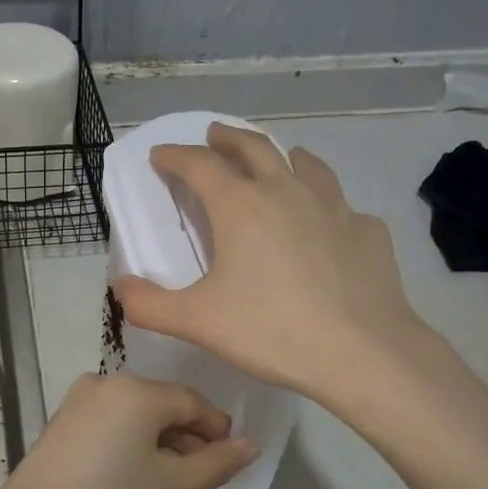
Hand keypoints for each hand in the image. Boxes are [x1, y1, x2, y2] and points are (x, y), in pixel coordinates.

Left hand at [0, 372, 254, 488]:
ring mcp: (77, 402)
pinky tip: (138, 474)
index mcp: (134, 390)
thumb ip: (215, 462)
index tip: (232, 461)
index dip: (217, 429)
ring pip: (135, 415)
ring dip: (161, 442)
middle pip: (162, 404)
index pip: (192, 401)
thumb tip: (251, 445)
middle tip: (206, 476)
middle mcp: (104, 383)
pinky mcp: (60, 424)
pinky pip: (111, 424)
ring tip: (175, 480)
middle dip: (189, 437)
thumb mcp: (170, 488)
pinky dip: (132, 443)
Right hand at [114, 122, 441, 404]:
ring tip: (278, 160)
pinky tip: (327, 224)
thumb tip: (120, 287)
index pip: (199, 165)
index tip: (161, 155)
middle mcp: (286, 191)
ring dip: (282, 156)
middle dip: (227, 138)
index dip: (175, 156)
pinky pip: (341, 206)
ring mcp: (334, 206)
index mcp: (240, 206)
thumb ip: (149, 304)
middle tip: (214, 136)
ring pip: (305, 164)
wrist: (362, 352)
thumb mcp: (196, 322)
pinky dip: (325, 204)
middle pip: (253, 147)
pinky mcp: (367, 230)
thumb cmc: (271, 330)